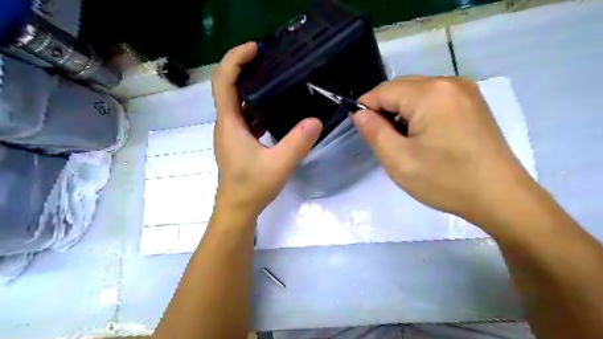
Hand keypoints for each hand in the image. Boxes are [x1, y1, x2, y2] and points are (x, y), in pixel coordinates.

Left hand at [213, 42, 325, 218]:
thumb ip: (298, 142)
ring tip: (276, 78)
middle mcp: (227, 124)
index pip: (223, 81)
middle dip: (245, 68)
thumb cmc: (252, 187)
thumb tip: (316, 120)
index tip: (255, 48)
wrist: (238, 210)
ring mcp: (232, 133)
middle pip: (229, 87)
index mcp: (230, 123)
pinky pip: (246, 117)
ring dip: (253, 88)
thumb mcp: (279, 164)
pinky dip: (257, 107)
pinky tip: (276, 108)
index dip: (235, 59)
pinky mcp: (239, 142)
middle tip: (270, 59)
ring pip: (238, 102)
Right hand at [351, 77, 534, 226]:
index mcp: (430, 93)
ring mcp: (465, 91)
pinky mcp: (472, 103)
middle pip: (401, 89)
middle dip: (384, 110)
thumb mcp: (398, 160)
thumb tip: (360, 113)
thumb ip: (374, 132)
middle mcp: (449, 82)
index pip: (383, 91)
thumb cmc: (445, 181)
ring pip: (417, 94)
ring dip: (401, 113)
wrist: (500, 198)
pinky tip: (422, 136)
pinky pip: (434, 100)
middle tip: (381, 140)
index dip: (365, 108)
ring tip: (402, 141)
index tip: (360, 129)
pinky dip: (419, 114)